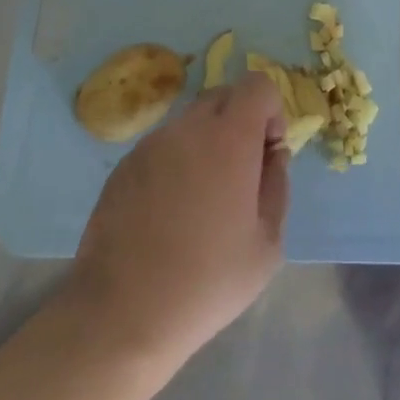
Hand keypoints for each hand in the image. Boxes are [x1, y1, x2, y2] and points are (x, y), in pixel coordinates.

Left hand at [64, 70, 289, 368]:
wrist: (122, 315)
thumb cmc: (207, 282)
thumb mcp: (267, 244)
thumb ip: (277, 185)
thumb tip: (272, 154)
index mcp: (229, 137)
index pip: (257, 84)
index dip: (271, 111)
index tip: (266, 154)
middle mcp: (188, 128)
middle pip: (223, 96)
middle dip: (240, 123)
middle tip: (239, 176)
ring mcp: (150, 144)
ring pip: (191, 122)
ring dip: (206, 144)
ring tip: (200, 202)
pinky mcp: (123, 166)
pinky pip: (162, 147)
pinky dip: (175, 163)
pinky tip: (168, 214)